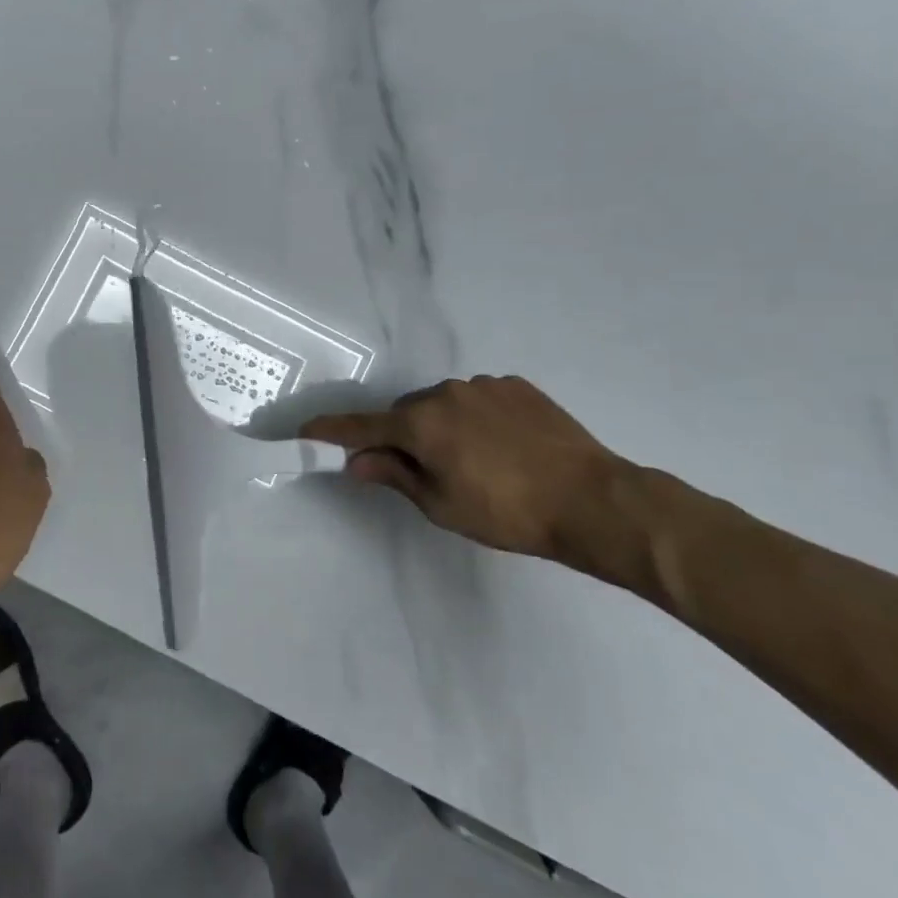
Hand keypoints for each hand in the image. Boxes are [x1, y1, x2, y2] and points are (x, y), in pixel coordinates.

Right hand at [301, 376, 623, 560]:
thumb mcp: (441, 505)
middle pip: (405, 413)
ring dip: (440, 425)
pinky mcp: (516, 386)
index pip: (362, 426)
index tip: (306, 429)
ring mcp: (483, 385)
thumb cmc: (507, 512)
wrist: (592, 499)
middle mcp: (445, 393)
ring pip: (442, 403)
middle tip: (422, 470)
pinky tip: (501, 445)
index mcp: (420, 424)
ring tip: (472, 460)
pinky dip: (474, 417)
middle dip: (402, 436)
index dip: (331, 430)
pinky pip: (477, 398)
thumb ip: (394, 476)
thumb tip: (356, 461)